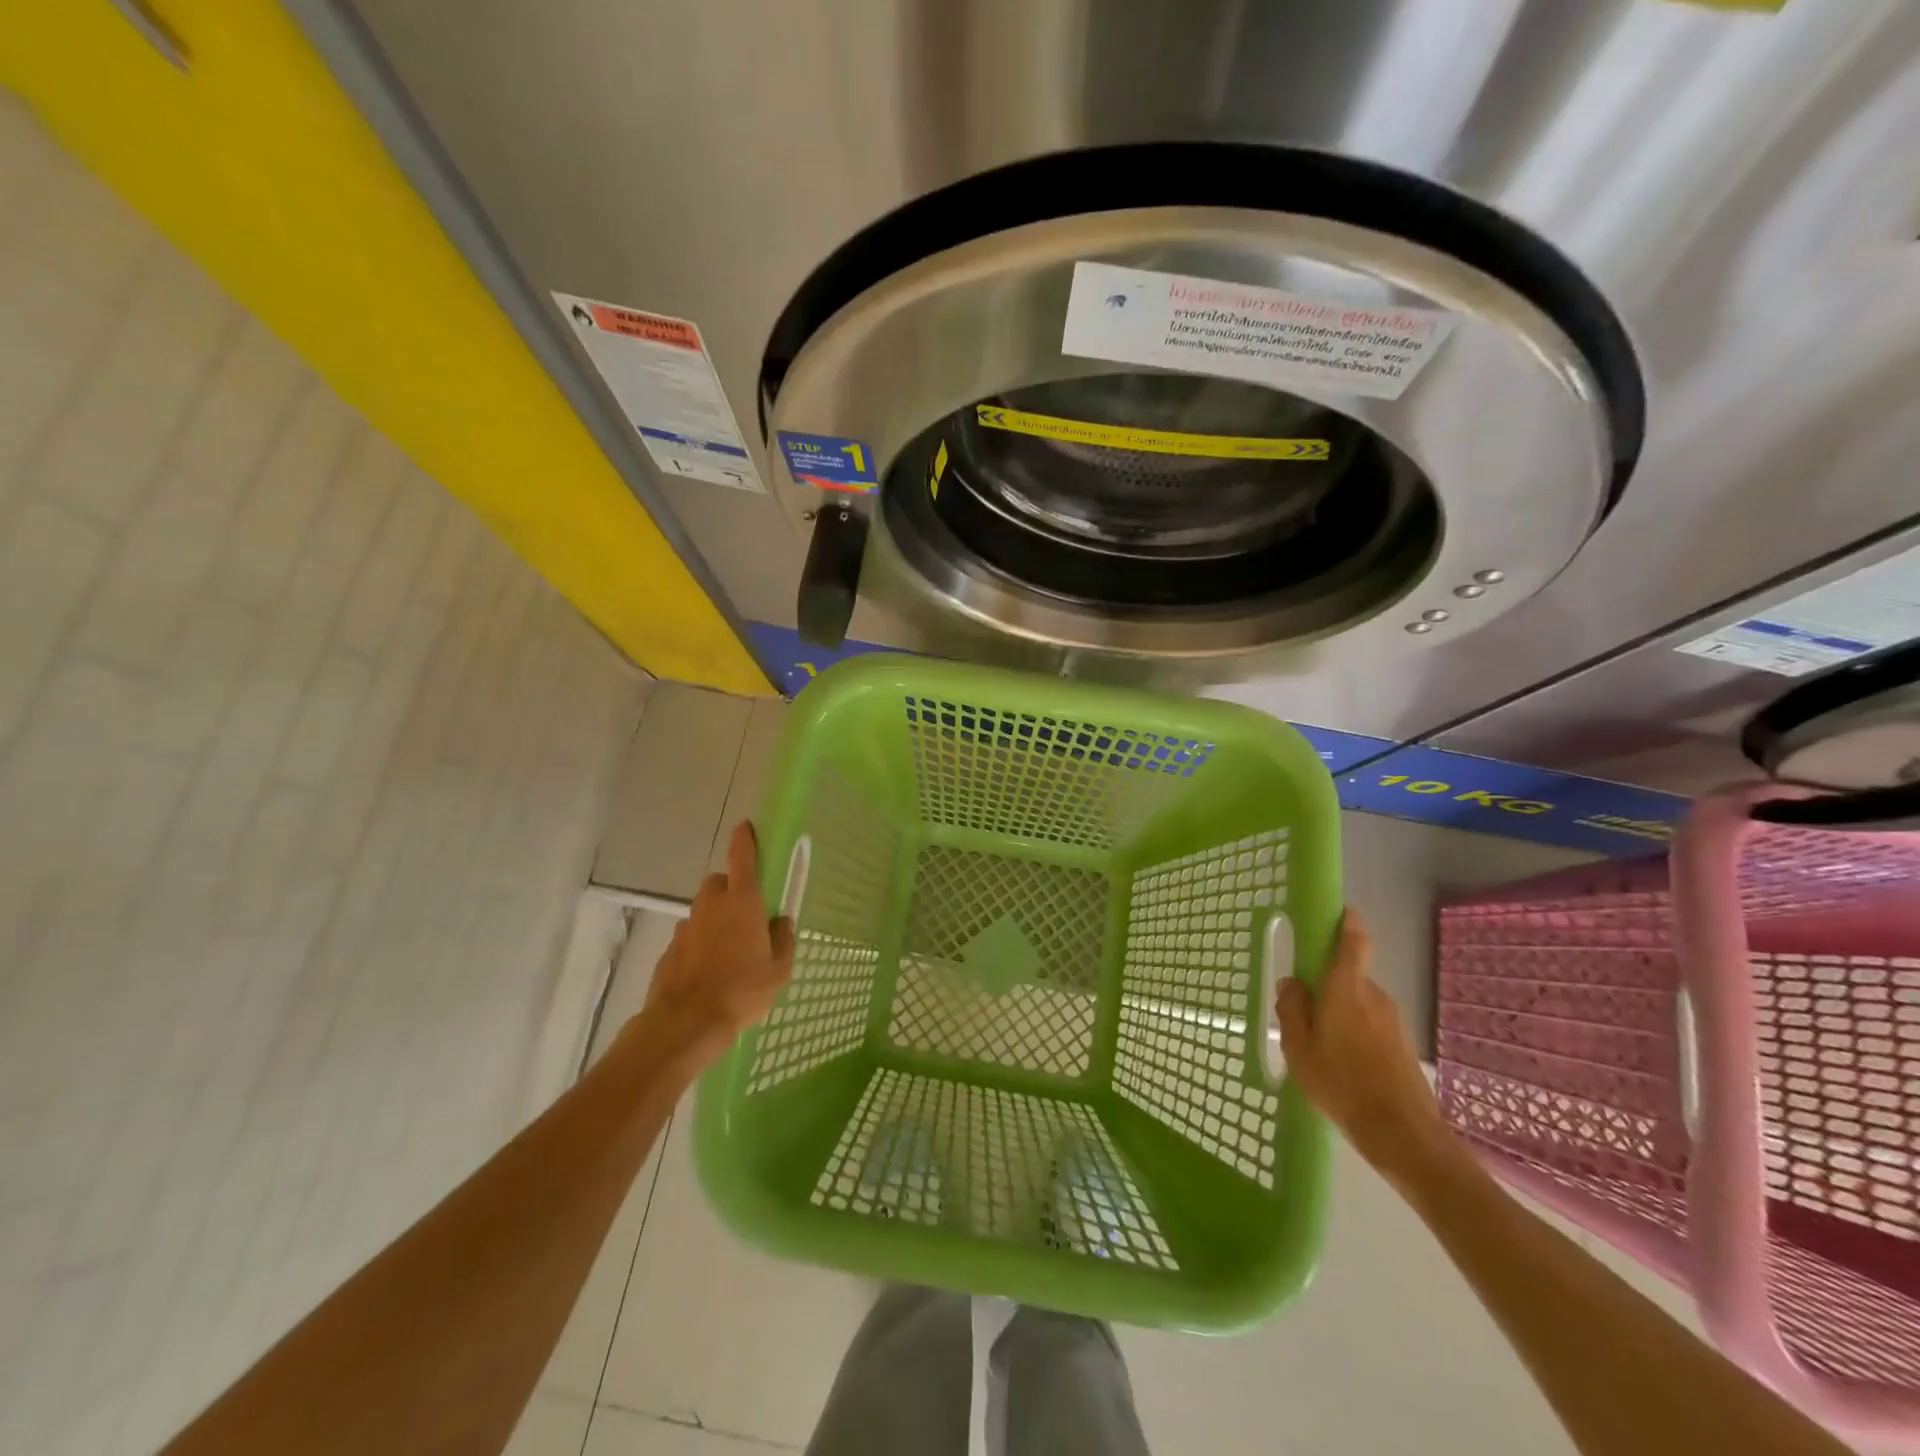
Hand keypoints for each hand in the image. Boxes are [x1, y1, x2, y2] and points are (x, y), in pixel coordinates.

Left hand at [640, 822, 795, 1061]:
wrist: (686, 1022)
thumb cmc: (742, 990)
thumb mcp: (779, 969)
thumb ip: (783, 940)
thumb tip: (781, 922)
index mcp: (743, 902)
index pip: (742, 858)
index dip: (745, 839)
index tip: (746, 827)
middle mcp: (712, 906)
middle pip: (720, 883)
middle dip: (731, 890)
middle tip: (747, 913)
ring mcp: (687, 927)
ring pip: (704, 911)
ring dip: (716, 919)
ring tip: (730, 950)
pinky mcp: (670, 950)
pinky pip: (691, 937)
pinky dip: (700, 944)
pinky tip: (710, 971)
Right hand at [1276, 909, 1451, 1181]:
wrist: (1403, 1134)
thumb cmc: (1341, 1084)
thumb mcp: (1298, 1047)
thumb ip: (1292, 1009)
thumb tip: (1292, 983)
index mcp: (1346, 989)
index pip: (1353, 941)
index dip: (1347, 922)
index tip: (1338, 912)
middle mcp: (1373, 995)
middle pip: (1348, 975)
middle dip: (1326, 986)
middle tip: (1304, 1015)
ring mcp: (1393, 1020)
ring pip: (1358, 1002)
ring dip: (1340, 1014)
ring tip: (1322, 1049)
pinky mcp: (1402, 1044)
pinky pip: (1371, 1025)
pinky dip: (1355, 1034)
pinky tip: (1344, 1067)